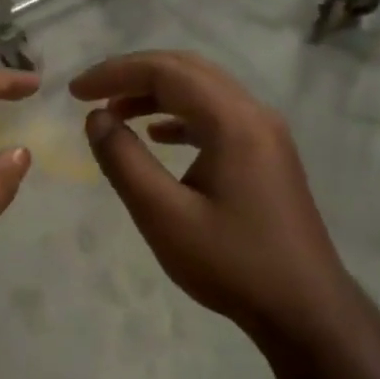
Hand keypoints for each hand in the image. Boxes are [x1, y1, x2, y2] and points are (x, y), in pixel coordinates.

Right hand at [71, 52, 349, 347]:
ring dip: (157, 93)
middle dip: (134, 74)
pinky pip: (218, 116)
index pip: (166, 72)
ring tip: (116, 113)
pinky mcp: (268, 155)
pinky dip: (181, 116)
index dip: (115, 73)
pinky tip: (158, 135)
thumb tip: (96, 118)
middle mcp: (254, 114)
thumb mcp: (164, 216)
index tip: (75, 92)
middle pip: (188, 70)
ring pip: (204, 91)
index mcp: (233, 121)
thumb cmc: (231, 263)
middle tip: (90, 94)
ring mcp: (266, 134)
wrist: (304, 308)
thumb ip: (124, 161)